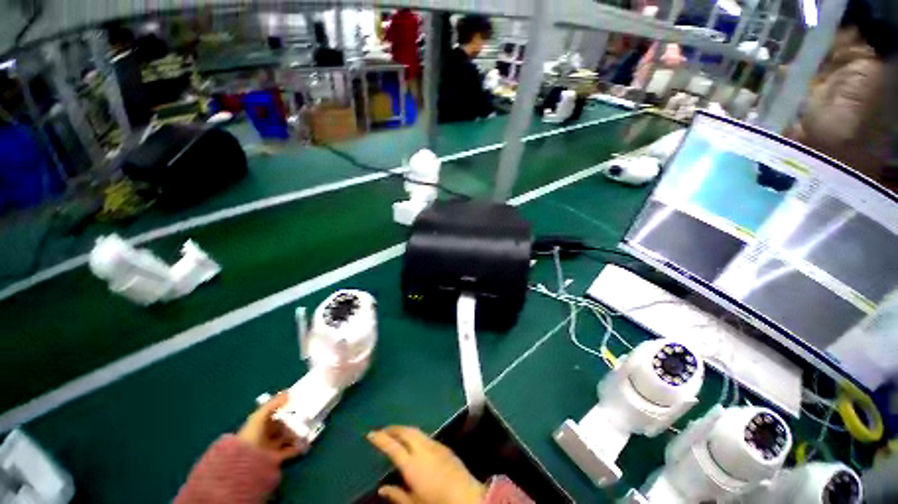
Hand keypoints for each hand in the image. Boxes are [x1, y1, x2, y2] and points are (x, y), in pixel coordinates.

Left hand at [237, 392, 302, 462]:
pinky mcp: (277, 457)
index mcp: (260, 425)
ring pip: (288, 438)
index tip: (297, 403)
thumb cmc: (252, 434)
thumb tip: (288, 392)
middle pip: (283, 426)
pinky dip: (299, 447)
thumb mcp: (260, 415)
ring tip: (309, 427)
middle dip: (294, 421)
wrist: (247, 460)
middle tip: (307, 414)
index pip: (274, 415)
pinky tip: (306, 441)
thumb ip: (273, 403)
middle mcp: (266, 436)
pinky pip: (290, 450)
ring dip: (297, 433)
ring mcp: (272, 447)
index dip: (285, 409)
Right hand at [368, 426, 484, 503]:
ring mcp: (435, 445)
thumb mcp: (414, 503)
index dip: (381, 439)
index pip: (392, 447)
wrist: (467, 497)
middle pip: (405, 432)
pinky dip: (416, 434)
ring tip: (396, 433)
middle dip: (393, 429)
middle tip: (383, 430)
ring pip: (416, 431)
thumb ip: (397, 495)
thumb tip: (382, 488)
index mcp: (412, 464)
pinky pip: (426, 435)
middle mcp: (423, 449)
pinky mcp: (444, 446)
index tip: (371, 433)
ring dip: (405, 429)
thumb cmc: (437, 503)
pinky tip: (414, 440)